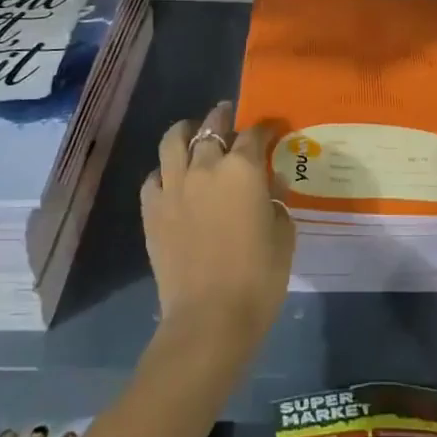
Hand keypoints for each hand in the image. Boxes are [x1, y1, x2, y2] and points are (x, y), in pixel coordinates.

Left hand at [140, 101, 294, 350]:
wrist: (209, 319)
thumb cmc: (258, 278)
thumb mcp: (283, 235)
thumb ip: (277, 202)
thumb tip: (270, 186)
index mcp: (242, 169)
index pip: (254, 133)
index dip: (266, 127)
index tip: (273, 128)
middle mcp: (205, 167)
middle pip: (211, 127)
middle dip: (223, 118)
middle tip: (229, 118)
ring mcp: (174, 187)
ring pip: (173, 140)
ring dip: (186, 131)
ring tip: (193, 133)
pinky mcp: (152, 210)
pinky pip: (153, 178)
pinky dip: (165, 172)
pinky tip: (173, 180)